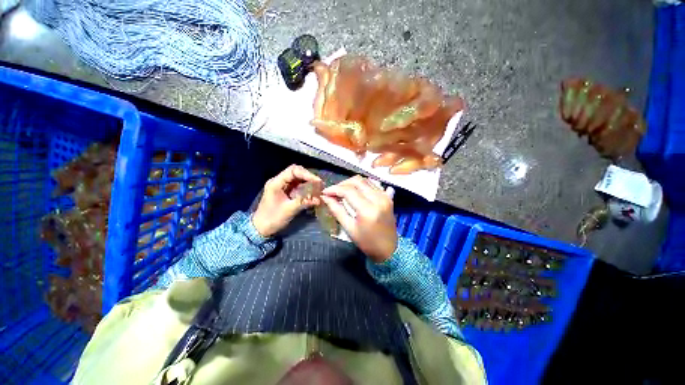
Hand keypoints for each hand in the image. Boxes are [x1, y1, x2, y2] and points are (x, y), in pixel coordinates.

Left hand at [252, 165, 322, 237]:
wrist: (260, 229)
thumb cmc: (272, 219)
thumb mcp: (289, 210)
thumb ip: (304, 202)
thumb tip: (319, 199)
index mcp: (276, 183)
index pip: (293, 171)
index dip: (306, 174)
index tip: (317, 181)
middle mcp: (279, 181)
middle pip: (296, 172)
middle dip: (308, 177)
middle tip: (319, 184)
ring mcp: (282, 186)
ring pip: (297, 178)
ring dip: (308, 181)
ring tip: (318, 187)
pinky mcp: (285, 192)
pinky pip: (297, 185)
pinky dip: (305, 187)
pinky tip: (312, 192)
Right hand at [321, 176, 396, 262]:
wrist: (389, 249)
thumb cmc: (367, 242)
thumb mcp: (349, 228)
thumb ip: (337, 210)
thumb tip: (325, 197)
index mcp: (368, 209)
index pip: (348, 191)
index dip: (334, 189)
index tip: (325, 192)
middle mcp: (378, 199)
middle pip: (357, 181)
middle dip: (342, 184)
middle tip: (334, 192)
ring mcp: (385, 197)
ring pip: (365, 180)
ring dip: (352, 183)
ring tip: (343, 192)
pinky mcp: (388, 197)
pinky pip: (373, 185)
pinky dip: (362, 186)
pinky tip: (356, 192)